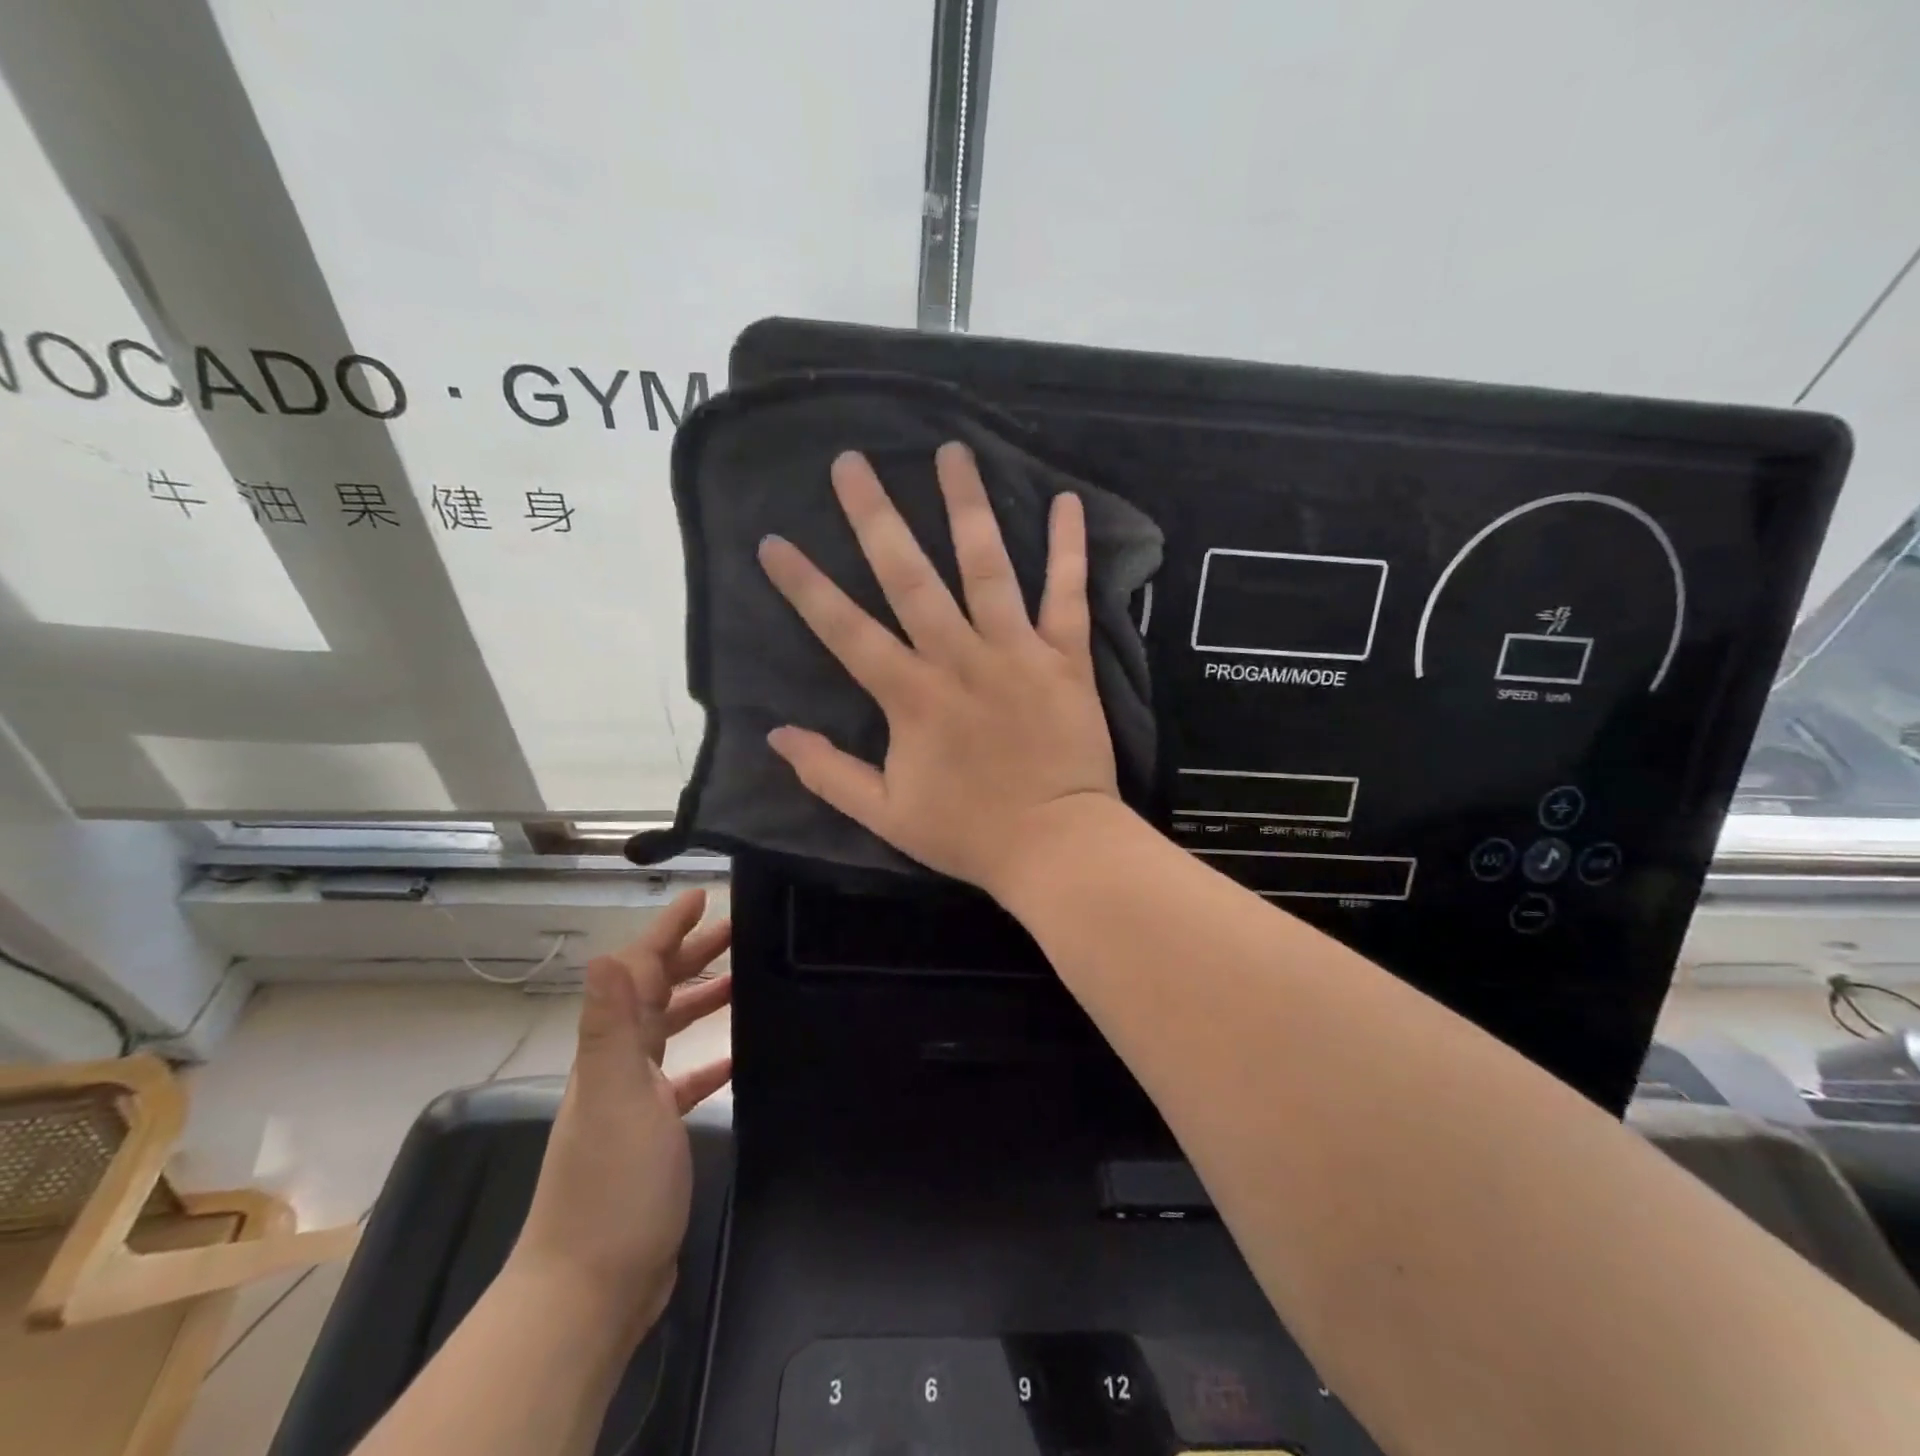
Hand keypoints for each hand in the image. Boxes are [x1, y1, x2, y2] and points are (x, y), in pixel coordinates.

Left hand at [508, 890, 732, 1336]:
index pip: (638, 972)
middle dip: (690, 955)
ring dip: (700, 1000)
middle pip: (655, 994)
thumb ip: (610, 1025)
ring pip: (669, 1032)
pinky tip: (736, 1056)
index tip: (700, 897)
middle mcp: (619, 1067)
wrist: (592, 1288)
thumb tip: (603, 953)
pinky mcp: (656, 1135)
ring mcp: (636, 1102)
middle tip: (737, 929)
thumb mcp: (615, 1096)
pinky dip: (708, 1060)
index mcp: (611, 1051)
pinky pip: (685, 1080)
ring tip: (742, 980)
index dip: (667, 931)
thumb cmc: (611, 1183)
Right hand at [757, 443, 1119, 894]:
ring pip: (987, 567)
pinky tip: (1064, 500)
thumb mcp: (885, 814)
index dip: (805, 586)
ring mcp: (1016, 652)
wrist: (1056, 846)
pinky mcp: (1066, 657)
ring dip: (966, 506)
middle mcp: (959, 658)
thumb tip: (776, 735)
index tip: (774, 541)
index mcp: (911, 696)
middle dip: (876, 517)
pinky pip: (1068, 594)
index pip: (845, 630)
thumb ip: (829, 774)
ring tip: (951, 451)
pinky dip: (1068, 548)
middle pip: (909, 577)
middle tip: (852, 462)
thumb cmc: (969, 833)